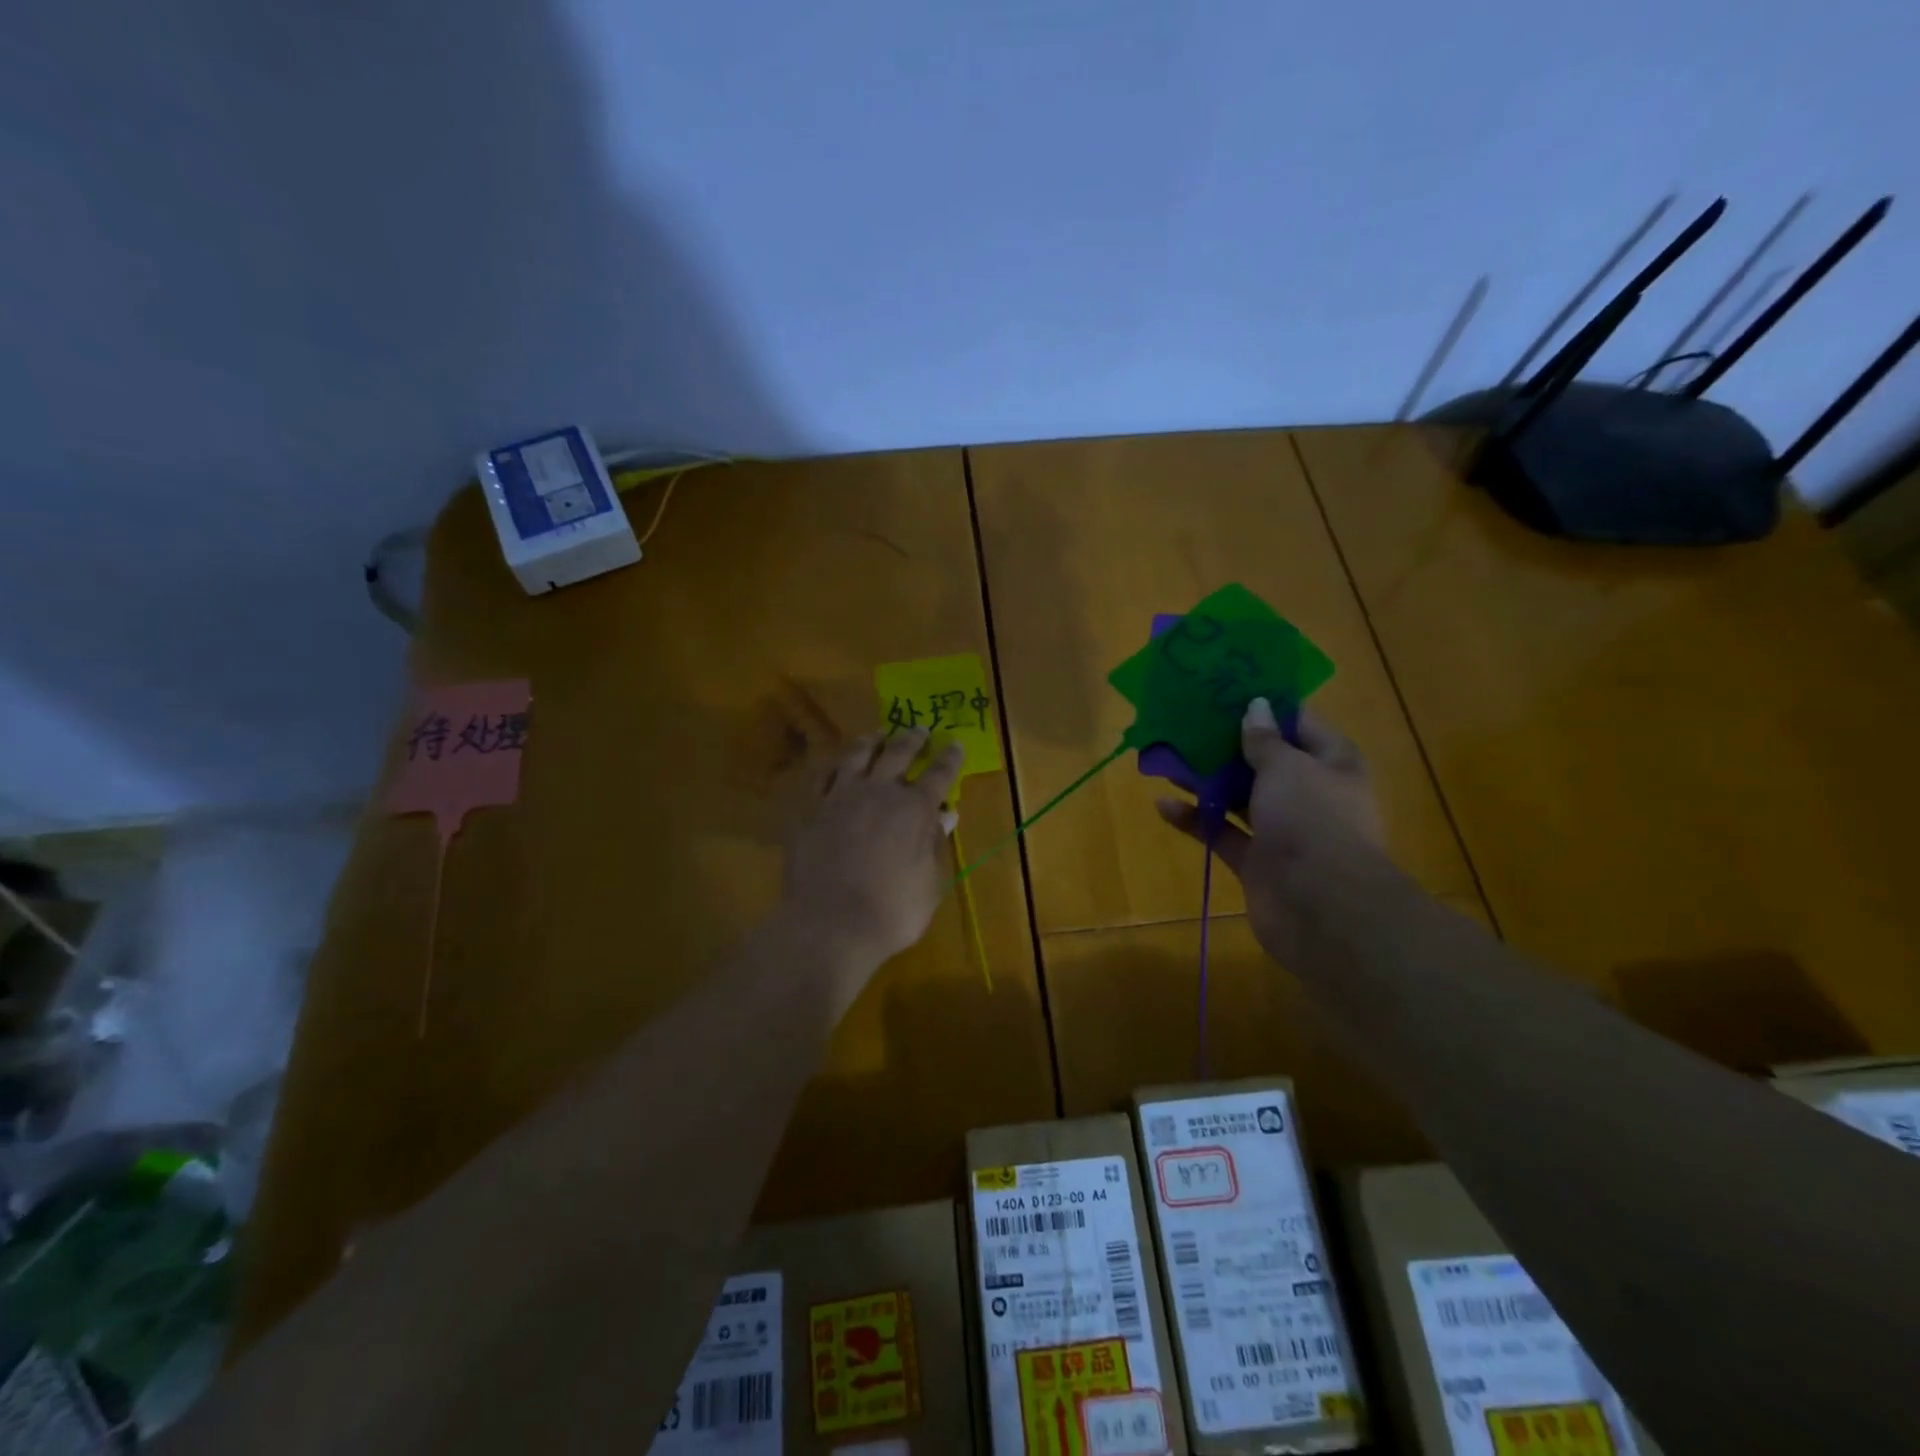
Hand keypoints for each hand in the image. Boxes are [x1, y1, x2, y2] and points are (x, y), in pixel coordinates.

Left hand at [781, 728, 963, 971]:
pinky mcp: (811, 811)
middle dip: (912, 739)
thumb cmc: (891, 912)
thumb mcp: (929, 884)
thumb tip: (945, 815)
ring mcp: (841, 798)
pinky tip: (836, 767)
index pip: (939, 773)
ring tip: (877, 735)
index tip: (956, 743)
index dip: (950, 757)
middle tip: (919, 729)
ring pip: (857, 756)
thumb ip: (935, 845)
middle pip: (898, 753)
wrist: (829, 925)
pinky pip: (822, 779)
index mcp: (914, 809)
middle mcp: (879, 793)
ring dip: (871, 742)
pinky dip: (834, 768)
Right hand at [1157, 698, 1382, 962]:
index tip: (1226, 689)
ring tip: (1165, 760)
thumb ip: (1264, 739)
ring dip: (1205, 781)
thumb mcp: (1287, 767)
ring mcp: (1283, 830)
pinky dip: (1196, 820)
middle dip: (1225, 744)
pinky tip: (1163, 806)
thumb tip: (1256, 706)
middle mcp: (1309, 793)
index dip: (1265, 706)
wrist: (1322, 907)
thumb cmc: (1311, 819)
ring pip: (1238, 796)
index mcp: (1331, 763)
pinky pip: (1222, 832)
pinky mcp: (1257, 861)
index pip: (1299, 724)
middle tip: (1185, 723)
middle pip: (1263, 761)